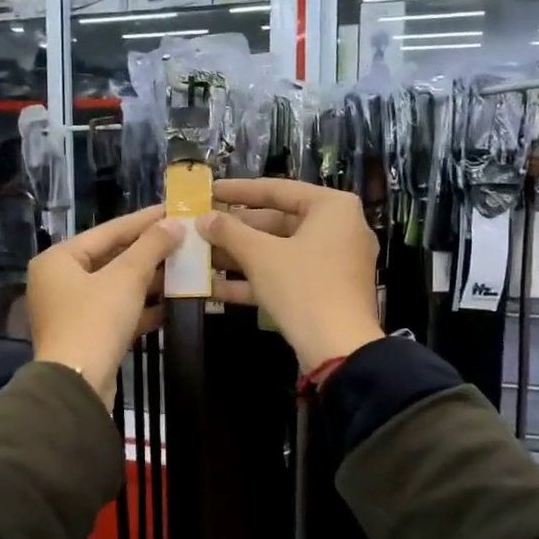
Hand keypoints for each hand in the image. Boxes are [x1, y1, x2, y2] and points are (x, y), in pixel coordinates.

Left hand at [29, 205, 182, 406]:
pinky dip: (141, 307)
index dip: (143, 220)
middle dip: (148, 252)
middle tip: (182, 238)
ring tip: (184, 267)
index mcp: (58, 259)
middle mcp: (59, 281)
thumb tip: (175, 223)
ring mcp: (71, 310)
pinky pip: (116, 311)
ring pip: (115, 286)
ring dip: (149, 280)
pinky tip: (172, 303)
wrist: (77, 385)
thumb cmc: (95, 320)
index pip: (107, 231)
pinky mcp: (86, 335)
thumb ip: (151, 247)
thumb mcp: (126, 278)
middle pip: (110, 258)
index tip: (173, 209)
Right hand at [197, 180, 383, 373]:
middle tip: (201, 228)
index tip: (208, 191)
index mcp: (332, 208)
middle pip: (278, 222)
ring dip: (239, 256)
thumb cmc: (302, 286)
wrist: (338, 349)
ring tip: (200, 256)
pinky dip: (254, 279)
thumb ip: (229, 232)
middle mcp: (338, 229)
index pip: (278, 189)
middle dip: (236, 230)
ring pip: (279, 251)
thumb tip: (202, 218)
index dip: (238, 191)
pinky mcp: (325, 291)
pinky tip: (213, 287)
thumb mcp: (260, 255)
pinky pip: (286, 276)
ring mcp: (333, 263)